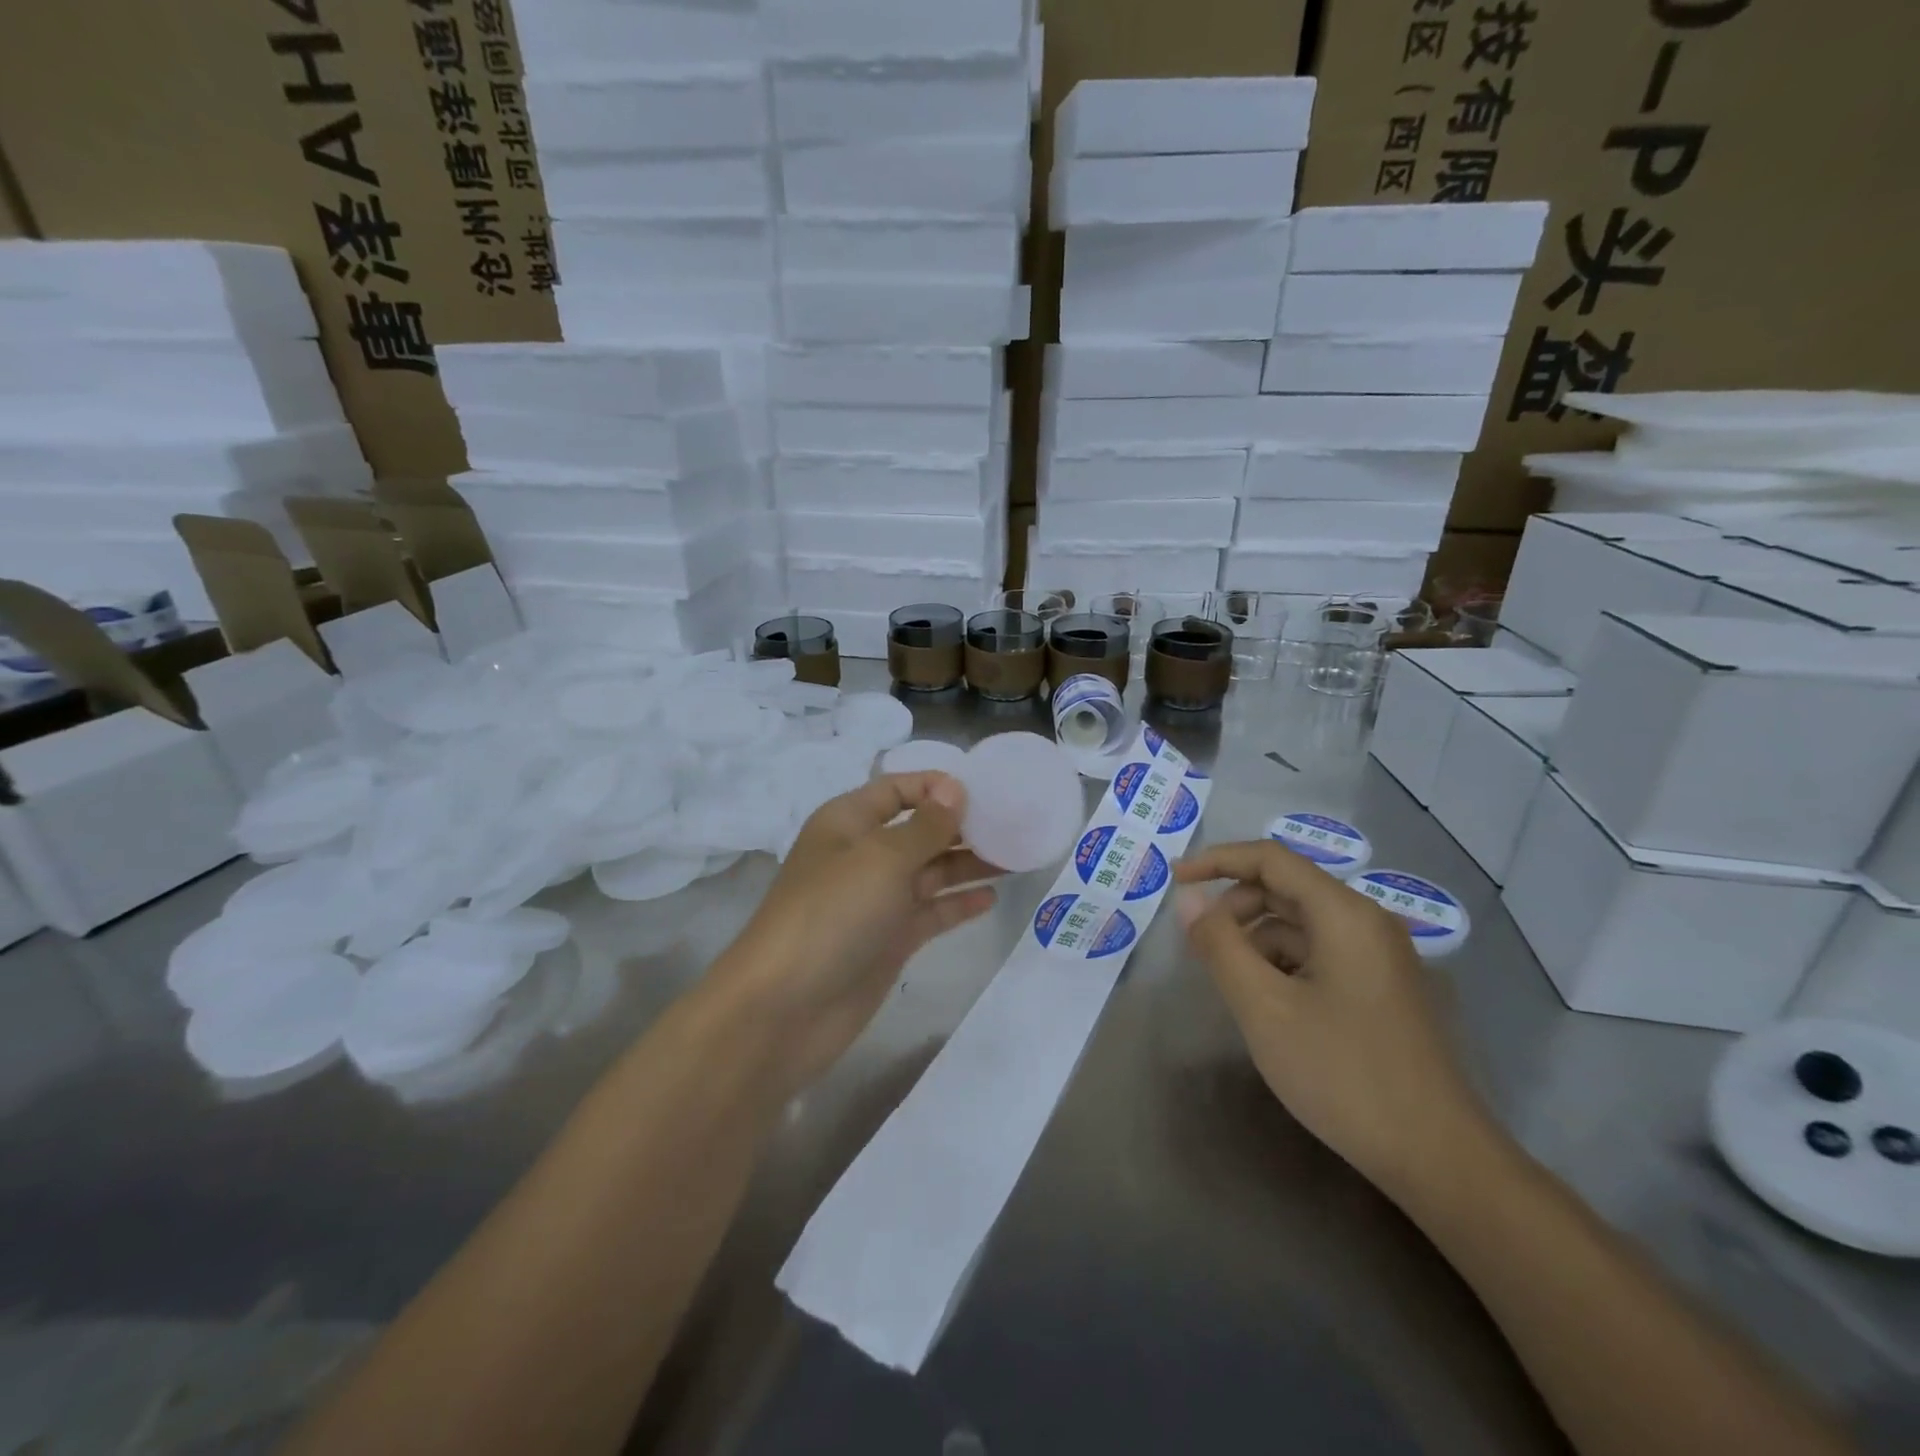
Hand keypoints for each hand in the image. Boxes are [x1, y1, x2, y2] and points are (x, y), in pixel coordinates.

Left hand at [711, 772, 999, 1093]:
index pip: (896, 789)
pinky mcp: (888, 940)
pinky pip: (930, 912)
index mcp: (848, 823)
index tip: (984, 792)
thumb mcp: (881, 858)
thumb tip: (954, 789)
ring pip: (930, 871)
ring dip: (969, 863)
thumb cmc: (831, 914)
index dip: (936, 786)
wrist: (784, 1009)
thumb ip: (924, 826)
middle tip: (1014, 824)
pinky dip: (958, 904)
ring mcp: (877, 901)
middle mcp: (863, 856)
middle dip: (962, 825)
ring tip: (1016, 856)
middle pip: (919, 830)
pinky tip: (991, 897)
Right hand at [1174, 841, 1502, 1202]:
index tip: (1174, 880)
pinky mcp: (1381, 990)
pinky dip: (1283, 965)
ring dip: (1257, 941)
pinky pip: (1319, 955)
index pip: (1271, 859)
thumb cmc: (1344, 1073)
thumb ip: (1219, 944)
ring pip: (1300, 925)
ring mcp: (1380, 958)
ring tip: (1234, 987)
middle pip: (1286, 889)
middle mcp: (1367, 923)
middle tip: (1200, 948)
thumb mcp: (1264, 1007)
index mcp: (1344, 914)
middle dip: (1235, 908)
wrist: (1438, 1158)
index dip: (1217, 860)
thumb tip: (1188, 899)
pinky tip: (1270, 1007)